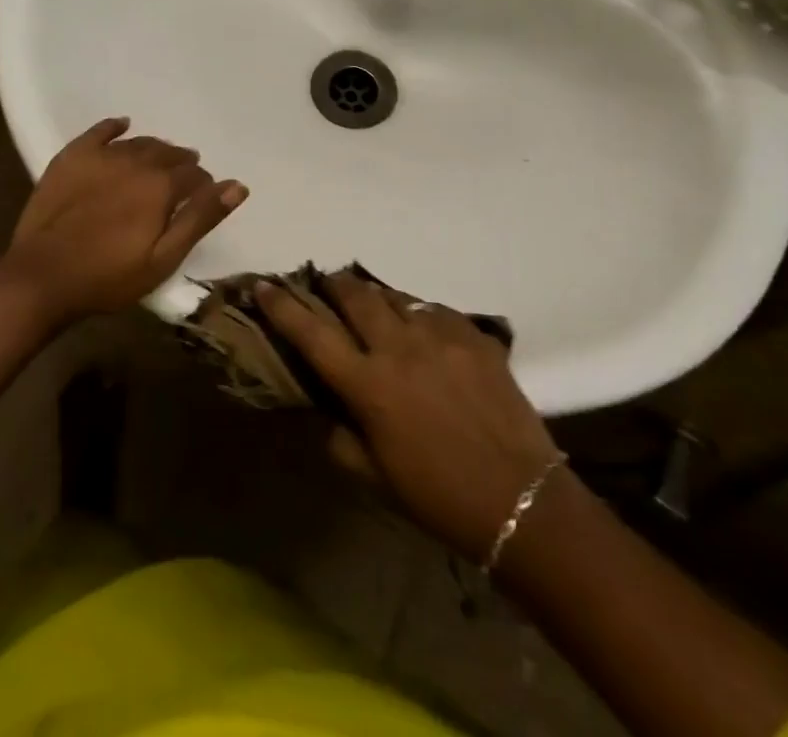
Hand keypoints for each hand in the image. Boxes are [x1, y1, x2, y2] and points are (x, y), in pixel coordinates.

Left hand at [4, 117, 246, 323]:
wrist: (42, 276)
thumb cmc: (109, 276)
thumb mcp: (163, 257)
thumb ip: (201, 218)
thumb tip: (237, 185)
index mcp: (161, 186)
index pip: (194, 175)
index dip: (203, 186)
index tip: (202, 199)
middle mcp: (136, 161)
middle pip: (168, 154)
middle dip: (181, 165)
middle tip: (182, 180)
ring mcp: (101, 156)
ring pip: (139, 143)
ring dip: (155, 150)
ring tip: (159, 161)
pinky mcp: (72, 157)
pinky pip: (100, 131)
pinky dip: (115, 127)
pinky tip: (122, 126)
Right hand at [257, 271, 559, 562]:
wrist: (523, 501)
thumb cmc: (440, 497)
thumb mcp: (377, 479)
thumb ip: (341, 439)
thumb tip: (324, 410)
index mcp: (369, 386)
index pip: (312, 333)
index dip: (282, 306)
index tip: (264, 284)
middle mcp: (399, 348)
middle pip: (355, 296)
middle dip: (333, 285)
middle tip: (326, 286)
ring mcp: (440, 335)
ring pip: (395, 297)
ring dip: (376, 297)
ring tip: (372, 305)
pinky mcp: (474, 335)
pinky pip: (435, 310)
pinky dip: (419, 313)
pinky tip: (422, 329)